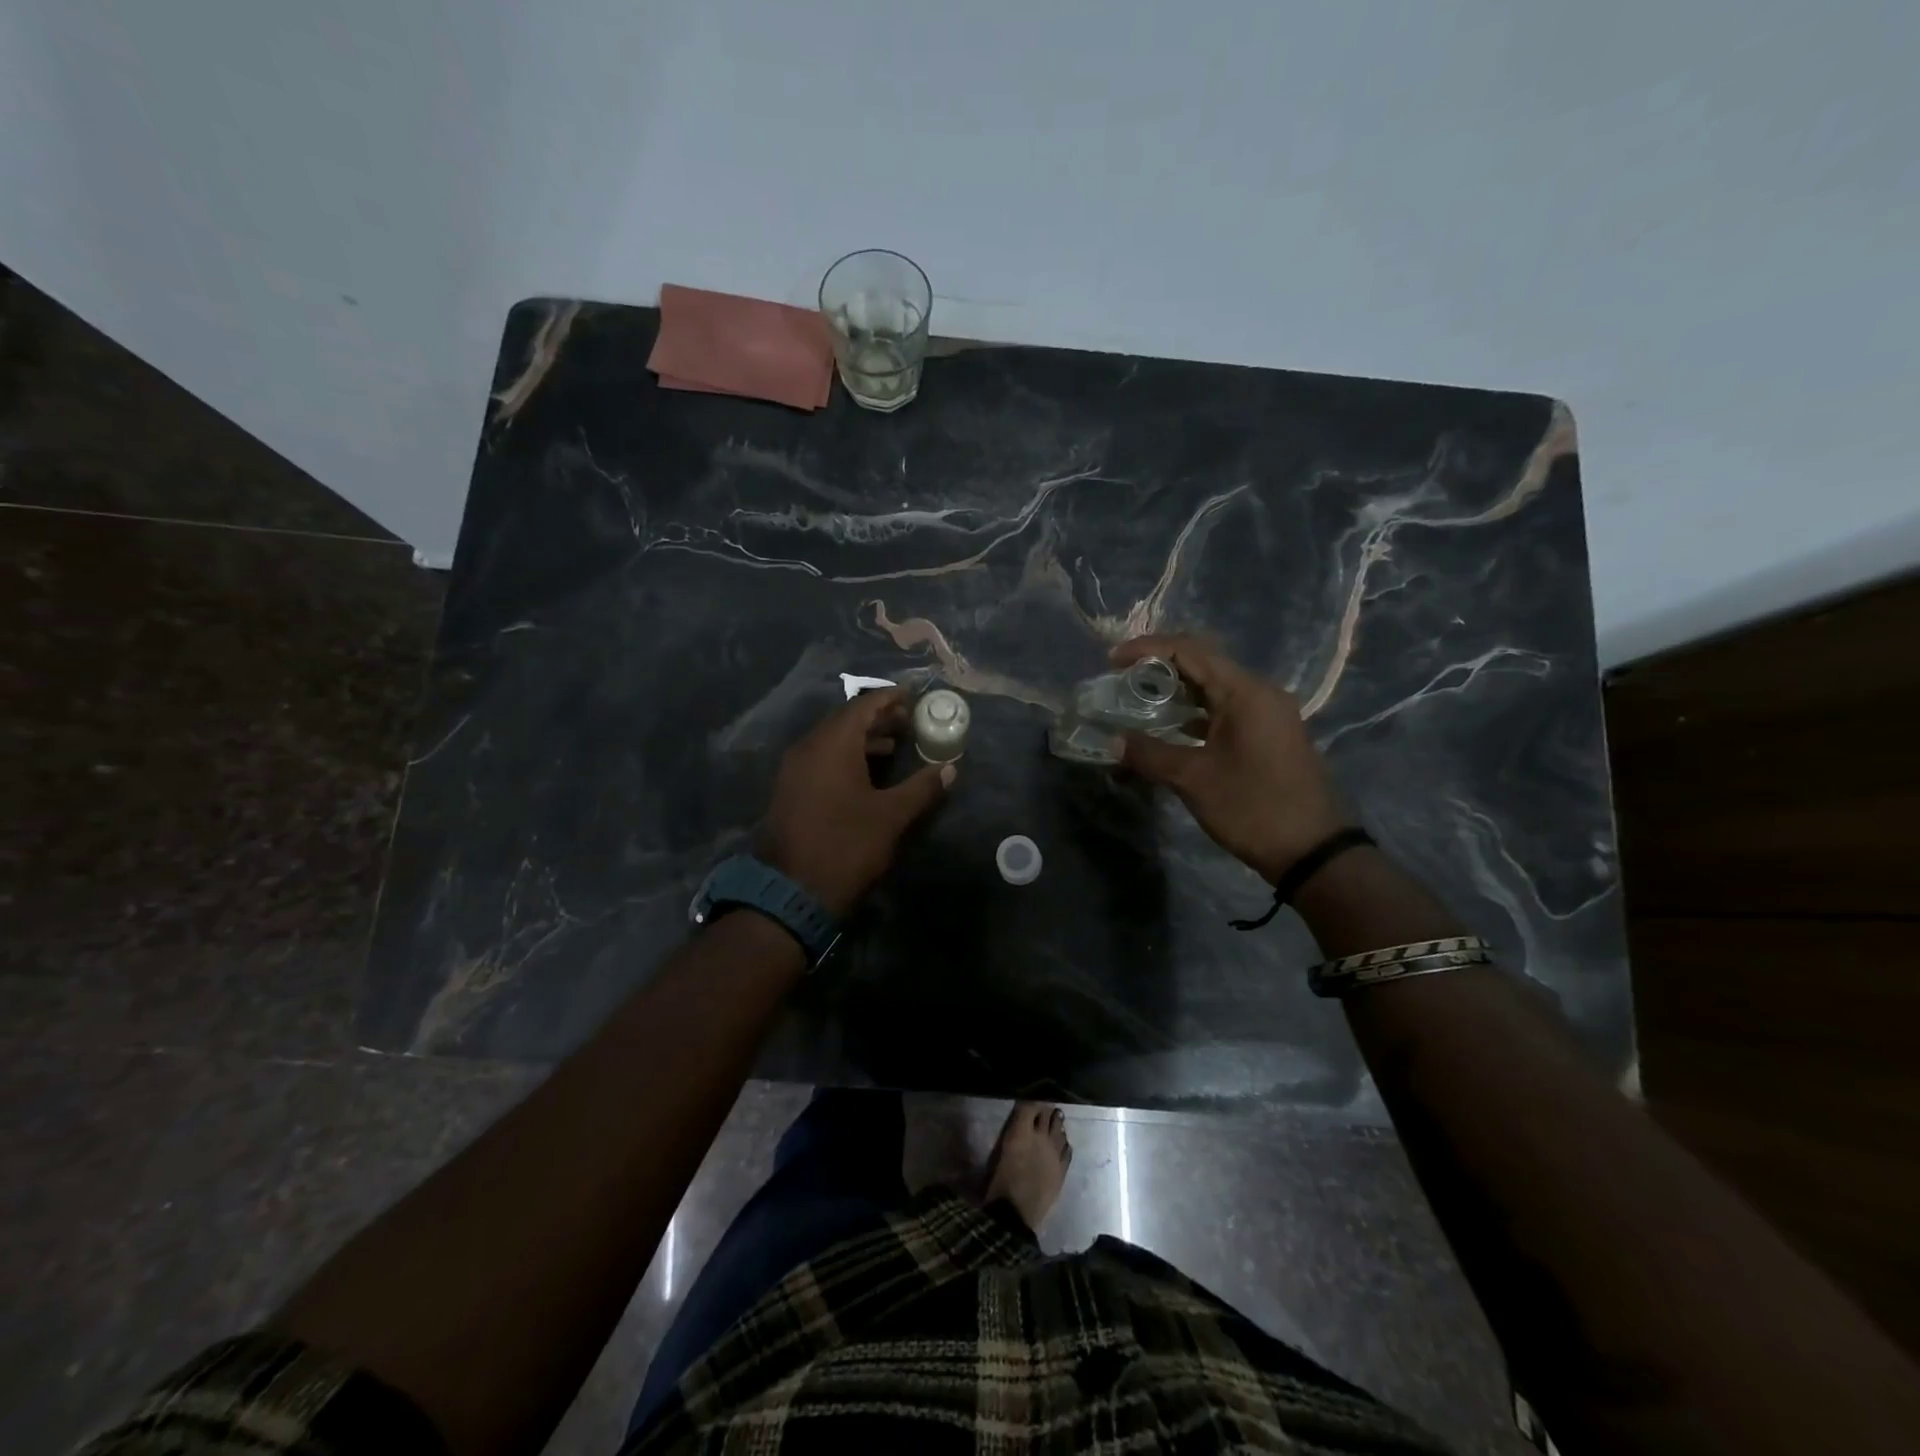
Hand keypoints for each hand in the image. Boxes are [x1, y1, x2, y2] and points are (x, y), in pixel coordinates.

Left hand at [759, 687, 953, 917]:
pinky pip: (821, 758)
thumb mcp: (891, 816)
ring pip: (832, 739)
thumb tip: (950, 768)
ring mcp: (795, 768)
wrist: (792, 891)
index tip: (913, 696)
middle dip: (878, 718)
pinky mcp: (790, 789)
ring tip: (895, 745)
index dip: (890, 698)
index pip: (864, 706)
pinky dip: (846, 755)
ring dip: (862, 738)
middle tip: (909, 721)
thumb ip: (922, 787)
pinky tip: (867, 772)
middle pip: (846, 720)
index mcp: (833, 744)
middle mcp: (809, 747)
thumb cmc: (847, 845)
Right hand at [1113, 635, 1353, 883]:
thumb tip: (1113, 741)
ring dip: (1176, 690)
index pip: (1189, 650)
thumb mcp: (1193, 779)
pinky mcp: (1268, 734)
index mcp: (1244, 692)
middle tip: (1121, 679)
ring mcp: (1267, 713)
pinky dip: (1194, 711)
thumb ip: (1149, 754)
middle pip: (1202, 663)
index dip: (1146, 649)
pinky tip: (1170, 728)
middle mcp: (1259, 692)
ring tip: (1138, 701)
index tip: (1112, 662)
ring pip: (1213, 687)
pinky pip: (1224, 709)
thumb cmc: (1252, 807)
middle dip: (1159, 667)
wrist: (1313, 851)